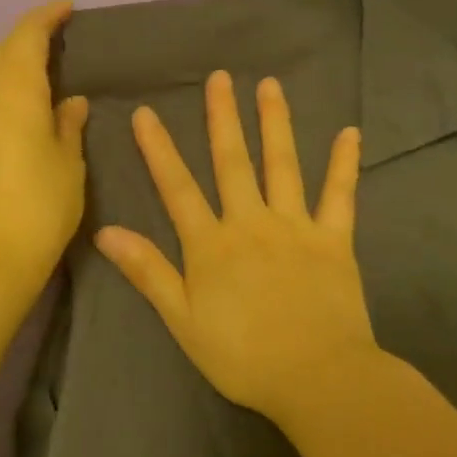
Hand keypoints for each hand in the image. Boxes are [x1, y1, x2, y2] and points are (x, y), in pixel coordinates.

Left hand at [0, 0, 90, 291]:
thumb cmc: (40, 205)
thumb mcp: (69, 163)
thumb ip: (68, 124)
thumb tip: (69, 101)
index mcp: (14, 86)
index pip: (28, 33)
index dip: (47, 16)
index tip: (65, 8)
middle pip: (1, 50)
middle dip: (26, 42)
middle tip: (51, 49)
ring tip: (20, 81)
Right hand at [94, 71, 375, 417]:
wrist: (317, 378)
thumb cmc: (242, 355)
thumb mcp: (182, 319)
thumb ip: (148, 271)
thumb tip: (105, 231)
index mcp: (211, 244)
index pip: (177, 187)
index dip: (158, 149)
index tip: (145, 112)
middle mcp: (251, 222)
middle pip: (232, 162)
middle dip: (223, 117)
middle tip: (219, 77)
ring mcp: (296, 227)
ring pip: (283, 165)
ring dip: (275, 123)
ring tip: (270, 85)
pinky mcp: (335, 240)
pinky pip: (340, 196)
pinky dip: (345, 164)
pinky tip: (350, 133)